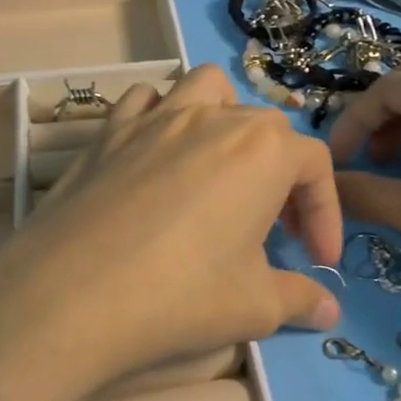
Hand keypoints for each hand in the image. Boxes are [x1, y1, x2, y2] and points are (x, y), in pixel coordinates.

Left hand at [0, 66, 343, 400]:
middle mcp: (213, 119)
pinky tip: (154, 156)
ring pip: (205, 88)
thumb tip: (329, 312)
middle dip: (281, 173)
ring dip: (224, 117)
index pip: (315, 164)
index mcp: (263, 151)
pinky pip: (142, 101)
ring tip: (219, 167)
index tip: (317, 258)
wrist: (72, 294)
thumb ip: (299, 300)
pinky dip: (157, 116)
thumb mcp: (254, 307)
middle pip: (266, 127)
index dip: (325, 211)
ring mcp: (156, 118)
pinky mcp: (109, 130)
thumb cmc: (180, 296)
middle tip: (272, 228)